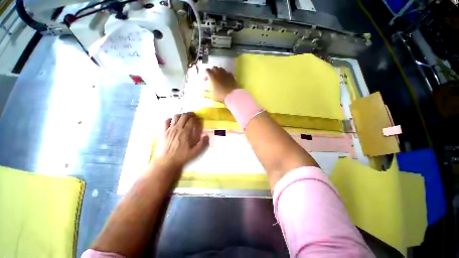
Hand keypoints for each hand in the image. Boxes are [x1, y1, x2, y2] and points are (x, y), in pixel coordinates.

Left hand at [155, 112, 208, 169]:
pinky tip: (173, 121)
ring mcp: (169, 129)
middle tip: (193, 115)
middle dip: (189, 114)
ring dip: (181, 115)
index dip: (196, 118)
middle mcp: (178, 128)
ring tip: (184, 116)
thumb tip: (206, 136)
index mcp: (186, 132)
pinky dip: (170, 119)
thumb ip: (202, 144)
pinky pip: (166, 121)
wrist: (166, 162)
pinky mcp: (163, 132)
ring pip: (175, 117)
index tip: (199, 118)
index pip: (191, 121)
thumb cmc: (182, 157)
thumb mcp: (195, 152)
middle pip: (184, 116)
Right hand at [204, 67, 237, 102]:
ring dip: (219, 71)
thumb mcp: (211, 95)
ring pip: (221, 69)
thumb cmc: (220, 95)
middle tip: (212, 76)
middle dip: (212, 71)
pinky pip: (228, 73)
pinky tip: (226, 78)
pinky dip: (226, 74)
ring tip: (219, 76)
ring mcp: (226, 74)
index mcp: (212, 76)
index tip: (205, 77)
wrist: (232, 95)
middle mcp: (219, 73)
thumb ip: (205, 93)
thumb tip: (201, 93)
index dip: (205, 73)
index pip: (207, 70)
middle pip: (214, 68)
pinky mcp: (232, 76)